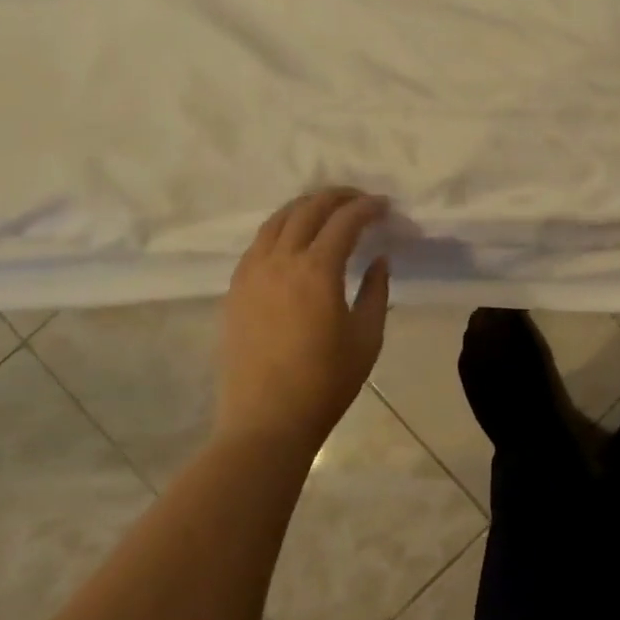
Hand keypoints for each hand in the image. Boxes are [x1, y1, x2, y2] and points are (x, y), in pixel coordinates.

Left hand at [219, 188, 391, 454]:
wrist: (266, 422)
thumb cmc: (325, 383)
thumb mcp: (366, 338)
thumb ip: (375, 291)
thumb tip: (378, 260)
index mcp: (317, 271)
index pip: (344, 221)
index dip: (367, 207)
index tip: (384, 206)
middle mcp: (280, 261)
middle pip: (308, 209)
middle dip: (337, 197)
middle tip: (359, 199)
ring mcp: (252, 273)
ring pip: (277, 221)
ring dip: (304, 206)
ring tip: (325, 209)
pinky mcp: (235, 289)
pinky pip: (258, 243)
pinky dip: (280, 228)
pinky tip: (291, 239)